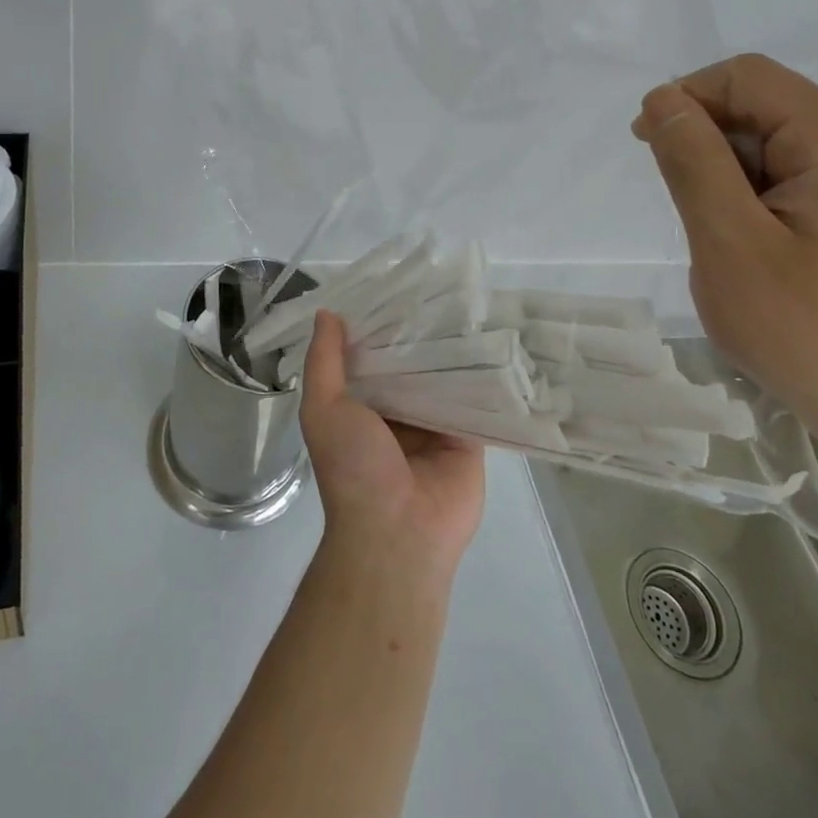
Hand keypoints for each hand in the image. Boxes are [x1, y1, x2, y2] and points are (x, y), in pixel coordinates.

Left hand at [299, 312, 484, 585]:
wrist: (397, 532)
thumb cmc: (352, 467)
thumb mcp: (323, 409)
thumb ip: (324, 362)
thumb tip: (327, 313)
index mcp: (362, 405)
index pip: (372, 354)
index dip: (379, 324)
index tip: (394, 285)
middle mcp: (398, 411)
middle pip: (411, 363)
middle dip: (419, 332)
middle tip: (438, 286)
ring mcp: (435, 424)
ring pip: (444, 376)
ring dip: (452, 348)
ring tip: (467, 300)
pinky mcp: (468, 437)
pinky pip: (475, 400)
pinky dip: (481, 375)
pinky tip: (493, 339)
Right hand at [631, 54, 817, 456]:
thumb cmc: (811, 331)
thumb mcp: (730, 242)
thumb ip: (692, 161)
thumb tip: (662, 100)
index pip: (747, 77)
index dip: (687, 98)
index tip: (647, 148)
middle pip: (765, 109)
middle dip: (709, 144)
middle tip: (685, 211)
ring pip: (777, 150)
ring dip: (730, 180)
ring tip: (721, 243)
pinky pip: (797, 184)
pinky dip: (756, 203)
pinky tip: (752, 254)